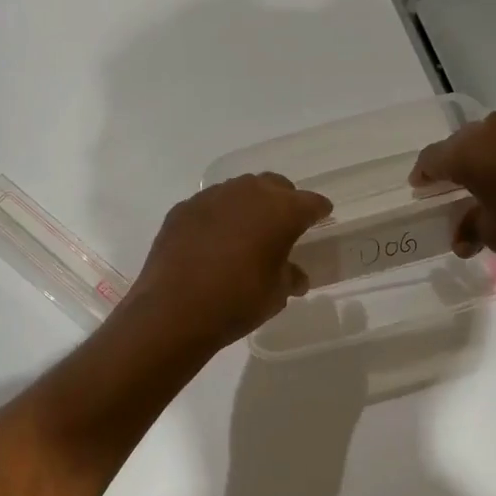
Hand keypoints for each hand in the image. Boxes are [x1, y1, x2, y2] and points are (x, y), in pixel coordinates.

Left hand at [121, 174, 333, 351]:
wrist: (174, 310)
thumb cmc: (237, 301)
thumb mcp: (276, 295)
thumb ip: (289, 277)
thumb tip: (295, 275)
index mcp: (281, 211)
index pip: (310, 203)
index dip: (318, 211)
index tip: (321, 217)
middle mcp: (248, 193)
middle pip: (274, 185)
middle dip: (283, 200)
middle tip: (284, 222)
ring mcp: (211, 197)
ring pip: (239, 190)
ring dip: (248, 204)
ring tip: (247, 229)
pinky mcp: (183, 209)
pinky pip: (210, 205)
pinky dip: (218, 216)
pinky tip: (214, 239)